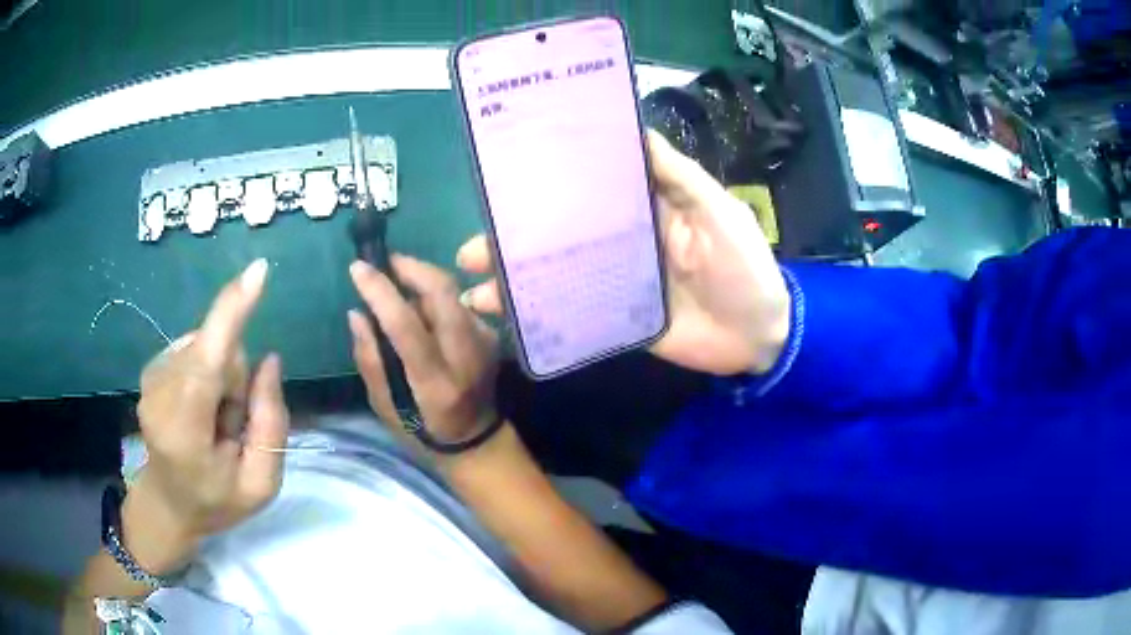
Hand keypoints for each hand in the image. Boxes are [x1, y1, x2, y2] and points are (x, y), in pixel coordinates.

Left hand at [127, 259, 289, 574]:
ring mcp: (152, 375)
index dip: (232, 313)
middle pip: (220, 352)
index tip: (257, 272)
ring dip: (224, 381)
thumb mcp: (259, 484)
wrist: (166, 503)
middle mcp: (160, 391)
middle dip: (237, 382)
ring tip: (215, 423)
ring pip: (211, 348)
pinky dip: (209, 374)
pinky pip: (198, 348)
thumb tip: (270, 361)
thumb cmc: (214, 501)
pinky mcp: (153, 365)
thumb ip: (270, 424)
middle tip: (231, 428)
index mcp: (184, 429)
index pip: (207, 361)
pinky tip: (201, 409)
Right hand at [348, 256, 500, 447]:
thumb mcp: (384, 406)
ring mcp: (485, 343)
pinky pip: (459, 303)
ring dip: (422, 280)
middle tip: (384, 264)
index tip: (358, 268)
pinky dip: (435, 297)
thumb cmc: (422, 430)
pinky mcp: (492, 335)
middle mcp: (466, 358)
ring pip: (452, 292)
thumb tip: (357, 313)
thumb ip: (370, 359)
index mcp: (435, 383)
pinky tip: (421, 308)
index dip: (380, 292)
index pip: (406, 326)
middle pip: (442, 293)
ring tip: (398, 286)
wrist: (477, 441)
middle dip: (410, 268)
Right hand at [456, 130, 789, 375]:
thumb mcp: (717, 211)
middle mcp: (622, 242)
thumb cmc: (744, 266)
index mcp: (642, 210)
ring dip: (516, 282)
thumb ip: (678, 175)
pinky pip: (575, 315)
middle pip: (559, 237)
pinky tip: (508, 320)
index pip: (585, 192)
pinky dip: (542, 316)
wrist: (761, 335)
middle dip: (514, 243)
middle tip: (472, 249)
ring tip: (475, 289)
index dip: (546, 188)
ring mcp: (616, 283)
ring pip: (557, 276)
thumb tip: (637, 130)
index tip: (503, 187)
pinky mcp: (619, 320)